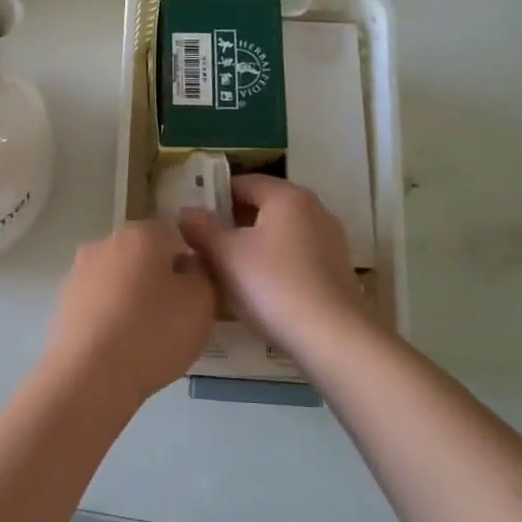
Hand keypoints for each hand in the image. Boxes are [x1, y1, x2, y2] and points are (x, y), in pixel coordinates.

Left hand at [41, 218, 216, 407]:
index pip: (175, 236)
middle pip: (143, 255)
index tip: (196, 295)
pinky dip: (111, 315)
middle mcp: (105, 242)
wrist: (91, 375)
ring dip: (132, 297)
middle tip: (175, 317)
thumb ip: (202, 274)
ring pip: (118, 278)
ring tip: (146, 336)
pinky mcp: (64, 301)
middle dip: (159, 279)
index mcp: (141, 233)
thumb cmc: (154, 331)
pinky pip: (98, 301)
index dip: (190, 264)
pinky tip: (120, 345)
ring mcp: (79, 271)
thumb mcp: (202, 301)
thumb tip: (187, 266)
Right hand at [180, 175, 369, 357]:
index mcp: (287, 196)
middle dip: (230, 224)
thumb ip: (202, 229)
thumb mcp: (227, 255)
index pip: (241, 183)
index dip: (212, 198)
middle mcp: (313, 209)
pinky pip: (293, 256)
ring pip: (277, 233)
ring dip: (249, 246)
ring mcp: (328, 240)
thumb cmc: (274, 285)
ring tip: (223, 271)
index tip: (190, 221)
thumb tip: (186, 212)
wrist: (334, 338)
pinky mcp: (335, 269)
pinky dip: (271, 264)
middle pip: (261, 207)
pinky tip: (255, 289)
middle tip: (200, 246)